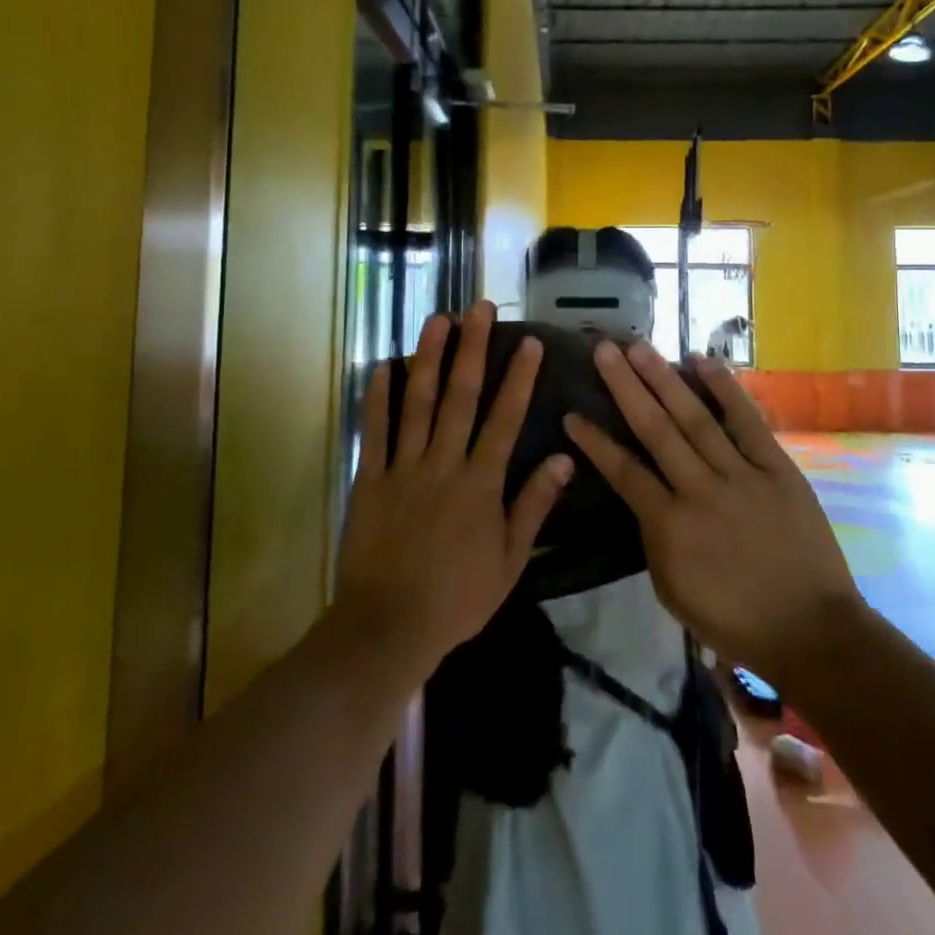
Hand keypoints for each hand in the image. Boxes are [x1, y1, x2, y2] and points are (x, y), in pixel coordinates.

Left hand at [334, 302, 572, 677]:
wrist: (389, 627)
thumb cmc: (457, 597)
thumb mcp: (510, 560)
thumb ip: (534, 505)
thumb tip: (564, 458)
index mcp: (481, 483)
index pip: (505, 418)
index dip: (518, 377)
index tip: (527, 341)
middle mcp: (444, 463)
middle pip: (460, 396)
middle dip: (472, 348)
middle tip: (478, 307)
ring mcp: (404, 468)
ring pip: (417, 403)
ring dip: (428, 358)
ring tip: (437, 320)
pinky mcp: (371, 479)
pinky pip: (375, 432)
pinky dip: (378, 398)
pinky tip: (383, 366)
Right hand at [563, 341, 860, 687]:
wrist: (812, 632)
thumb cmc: (734, 620)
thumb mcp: (673, 590)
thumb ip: (654, 537)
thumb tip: (645, 494)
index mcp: (671, 527)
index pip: (623, 473)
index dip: (595, 441)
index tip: (572, 413)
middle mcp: (701, 491)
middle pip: (656, 429)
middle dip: (626, 387)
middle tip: (604, 350)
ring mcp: (741, 475)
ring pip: (695, 418)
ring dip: (665, 379)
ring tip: (640, 347)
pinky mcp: (777, 469)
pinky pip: (747, 422)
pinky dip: (725, 389)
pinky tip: (703, 360)